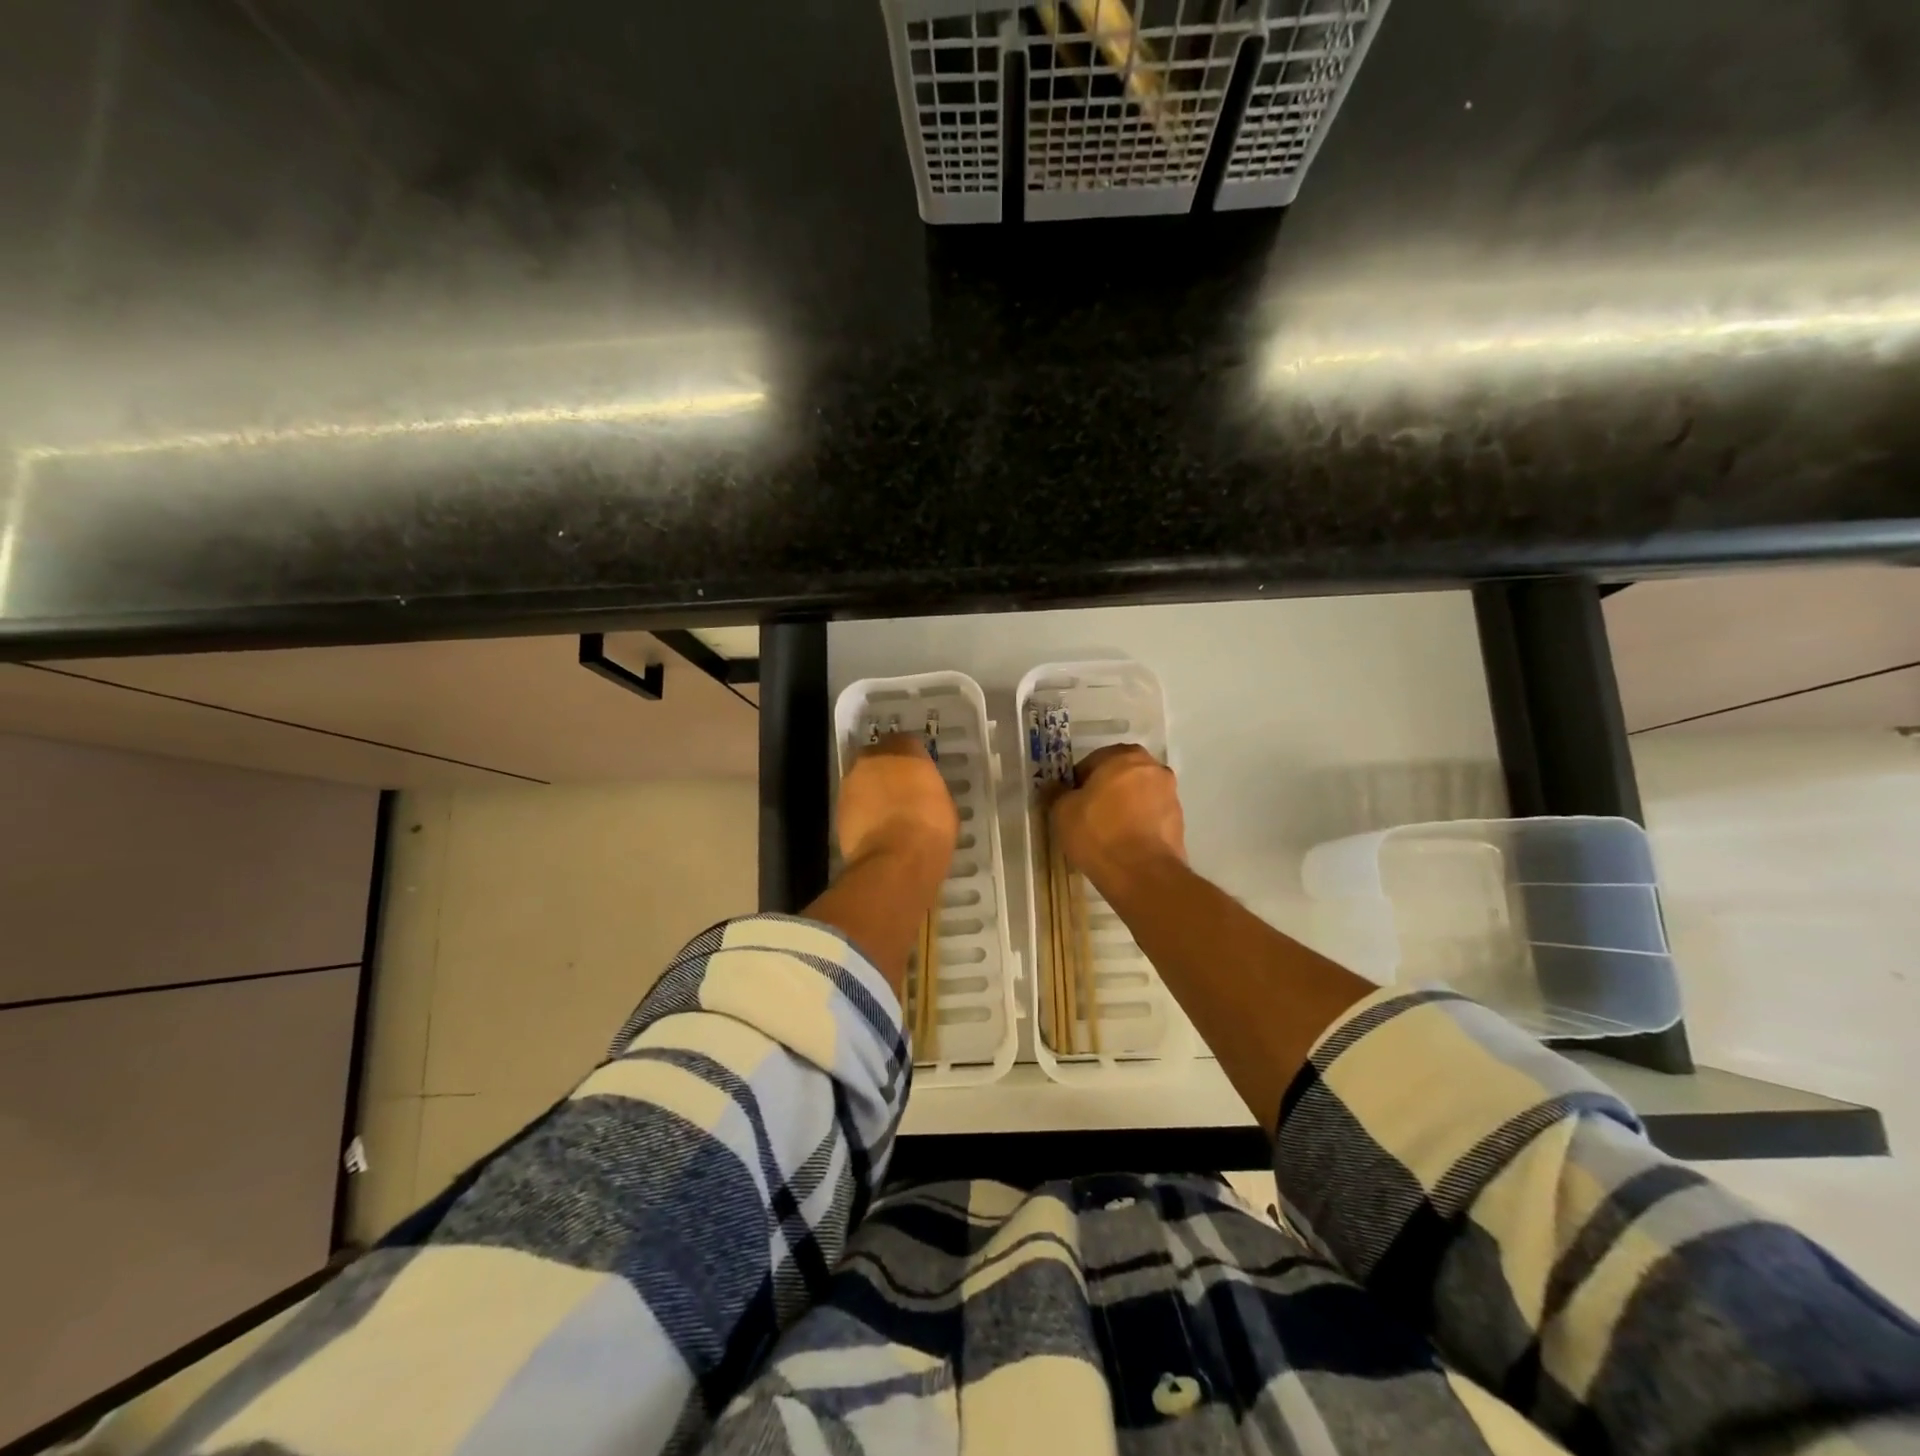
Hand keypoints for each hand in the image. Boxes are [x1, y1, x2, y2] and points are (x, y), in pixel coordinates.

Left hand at [836, 734, 958, 873]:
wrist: (896, 860)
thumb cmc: (930, 828)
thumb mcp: (944, 804)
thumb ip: (929, 789)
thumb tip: (923, 793)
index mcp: (905, 750)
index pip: (907, 742)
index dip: (912, 759)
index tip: (918, 773)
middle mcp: (873, 759)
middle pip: (878, 757)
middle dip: (886, 770)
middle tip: (900, 789)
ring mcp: (851, 783)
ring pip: (862, 780)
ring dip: (871, 791)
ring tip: (885, 812)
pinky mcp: (838, 808)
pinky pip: (853, 804)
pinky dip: (861, 812)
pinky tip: (874, 828)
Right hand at [1050, 743, 1185, 897]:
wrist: (1142, 874)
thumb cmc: (1098, 833)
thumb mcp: (1063, 812)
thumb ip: (1057, 793)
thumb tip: (1054, 787)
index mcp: (1125, 756)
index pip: (1093, 761)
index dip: (1078, 782)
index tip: (1069, 802)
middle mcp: (1153, 768)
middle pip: (1120, 776)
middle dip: (1104, 791)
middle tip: (1086, 815)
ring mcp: (1171, 795)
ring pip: (1138, 796)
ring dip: (1123, 807)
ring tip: (1105, 833)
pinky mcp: (1179, 822)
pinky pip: (1150, 817)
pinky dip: (1138, 824)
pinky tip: (1123, 844)